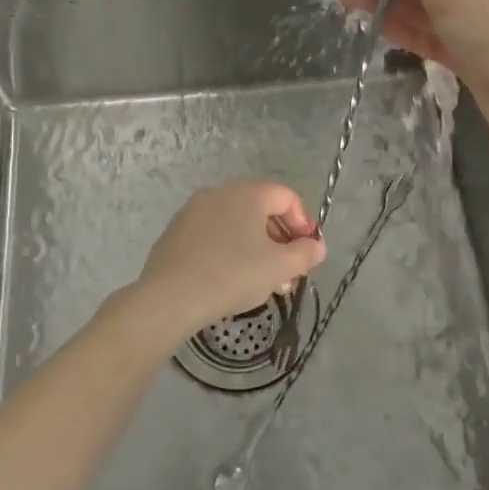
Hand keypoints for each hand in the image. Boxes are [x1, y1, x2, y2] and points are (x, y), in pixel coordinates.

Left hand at [122, 181, 326, 342]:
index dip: (303, 223)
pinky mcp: (176, 231)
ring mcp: (193, 210)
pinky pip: (213, 234)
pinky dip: (229, 250)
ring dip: (256, 248)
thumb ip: (305, 254)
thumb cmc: (232, 275)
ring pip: (236, 223)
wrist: (171, 296)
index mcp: (248, 193)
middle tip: (288, 272)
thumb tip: (317, 246)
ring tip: (263, 282)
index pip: (287, 197)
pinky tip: (230, 279)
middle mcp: (220, 192)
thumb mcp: (279, 267)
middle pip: (261, 209)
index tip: (307, 253)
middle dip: (280, 240)